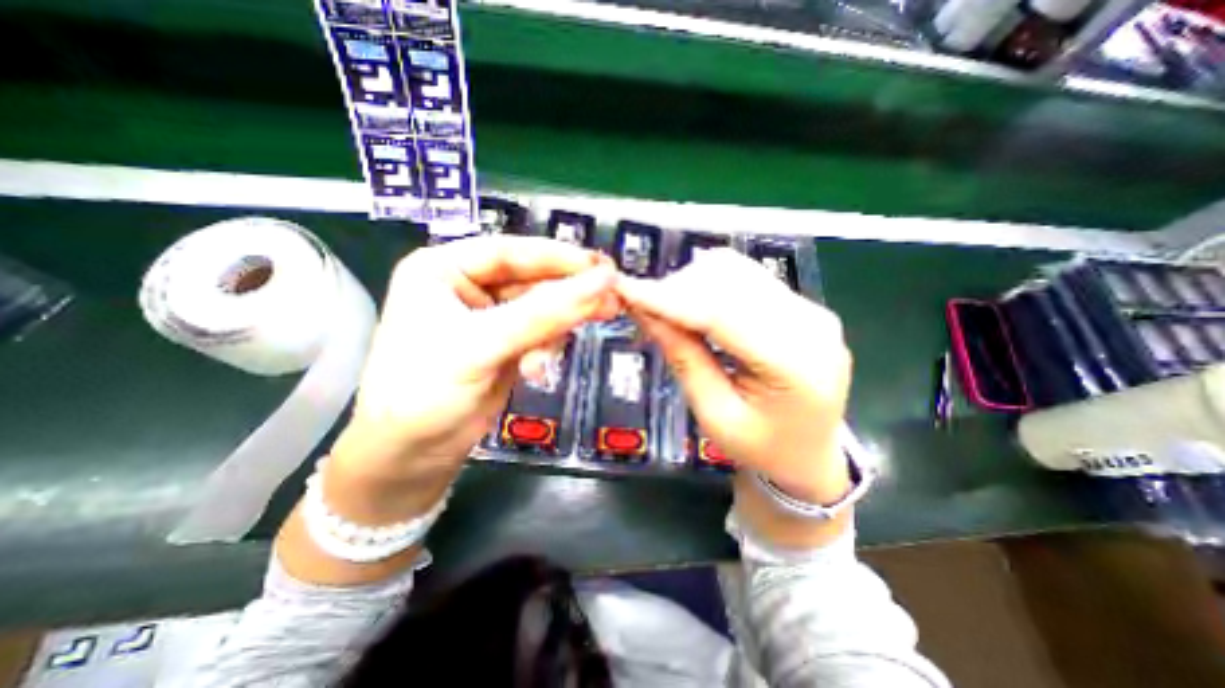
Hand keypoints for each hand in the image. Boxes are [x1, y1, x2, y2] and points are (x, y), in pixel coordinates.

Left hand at [331, 235, 617, 514]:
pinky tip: (537, 369)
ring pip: (543, 308)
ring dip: (558, 328)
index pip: (512, 251)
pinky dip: (547, 348)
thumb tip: (603, 282)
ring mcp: (491, 317)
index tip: (603, 268)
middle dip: (569, 295)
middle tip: (612, 300)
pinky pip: (542, 333)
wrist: (411, 456)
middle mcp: (468, 286)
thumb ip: (544, 314)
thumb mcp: (483, 345)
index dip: (559, 258)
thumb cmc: (425, 392)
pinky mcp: (507, 344)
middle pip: (532, 279)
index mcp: (444, 268)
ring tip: (565, 347)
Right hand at [622, 251, 852, 544]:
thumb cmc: (761, 448)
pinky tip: (693, 307)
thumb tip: (645, 311)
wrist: (810, 455)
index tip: (624, 289)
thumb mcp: (715, 415)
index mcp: (796, 364)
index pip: (721, 313)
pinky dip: (710, 285)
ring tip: (667, 311)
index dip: (668, 298)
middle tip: (644, 309)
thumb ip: (684, 358)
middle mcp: (810, 323)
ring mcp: (810, 309)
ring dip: (691, 284)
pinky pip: (747, 276)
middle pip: (728, 281)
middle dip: (676, 289)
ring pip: (736, 269)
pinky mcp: (801, 305)